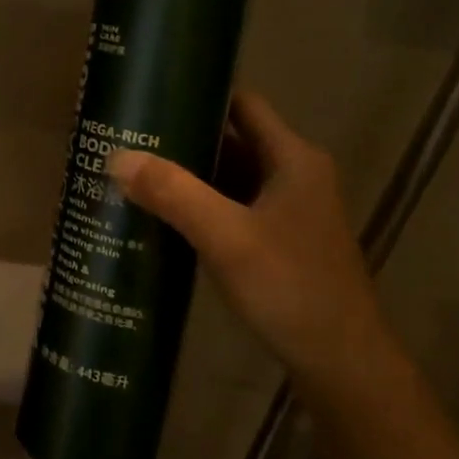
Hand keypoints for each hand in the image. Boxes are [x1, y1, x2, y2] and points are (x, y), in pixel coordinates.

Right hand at [106, 90, 377, 381]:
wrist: (342, 364)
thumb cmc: (291, 288)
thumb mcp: (227, 237)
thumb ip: (174, 193)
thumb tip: (116, 156)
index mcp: (292, 158)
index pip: (241, 104)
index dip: (199, 94)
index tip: (151, 96)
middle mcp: (293, 175)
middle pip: (232, 140)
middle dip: (183, 139)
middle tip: (128, 139)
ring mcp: (288, 210)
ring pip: (230, 178)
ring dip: (189, 175)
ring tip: (134, 173)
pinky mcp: (279, 241)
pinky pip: (232, 208)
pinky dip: (200, 206)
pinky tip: (162, 216)